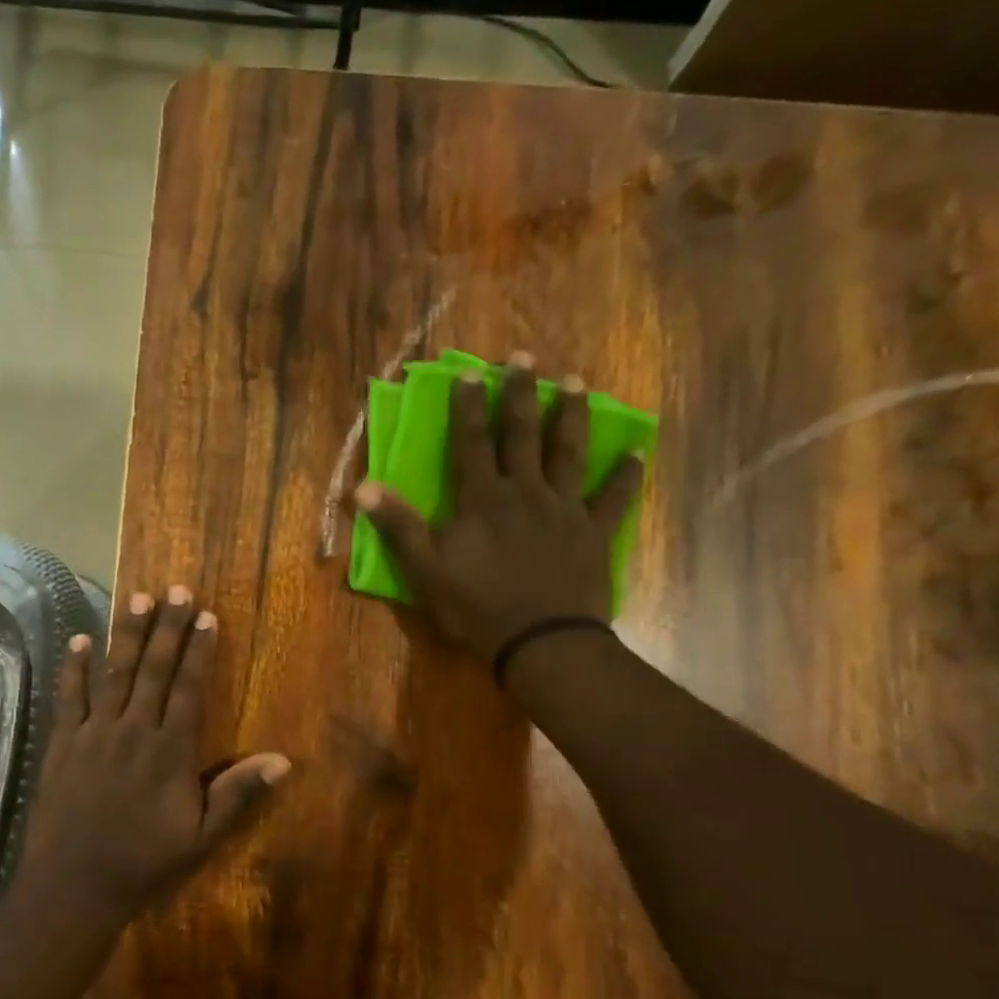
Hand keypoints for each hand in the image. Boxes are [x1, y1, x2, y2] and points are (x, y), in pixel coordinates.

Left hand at [22, 585, 290, 922]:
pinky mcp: (63, 743)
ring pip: (113, 673)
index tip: (207, 615)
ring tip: (135, 598)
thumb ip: (238, 795)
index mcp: (170, 750)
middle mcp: (134, 730)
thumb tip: (282, 761)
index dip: (199, 650)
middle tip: (176, 589)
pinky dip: (73, 667)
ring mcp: (94, 733)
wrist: (74, 884)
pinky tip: (78, 640)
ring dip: (126, 634)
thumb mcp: (201, 837)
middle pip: (154, 669)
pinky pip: (68, 697)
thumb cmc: (144, 861)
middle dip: (167, 627)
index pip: (189, 688)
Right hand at [353, 364, 644, 663]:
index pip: (472, 442)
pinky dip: (625, 476)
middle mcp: (525, 492)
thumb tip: (362, 485)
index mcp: (483, 499)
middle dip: (521, 394)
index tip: (471, 371)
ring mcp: (564, 510)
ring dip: (571, 417)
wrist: (540, 641)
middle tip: (525, 357)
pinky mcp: (594, 533)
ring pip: (568, 453)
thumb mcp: (424, 570)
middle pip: (523, 435)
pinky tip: (636, 453)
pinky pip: (613, 499)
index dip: (469, 406)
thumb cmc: (476, 606)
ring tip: (576, 383)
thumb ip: (398, 524)